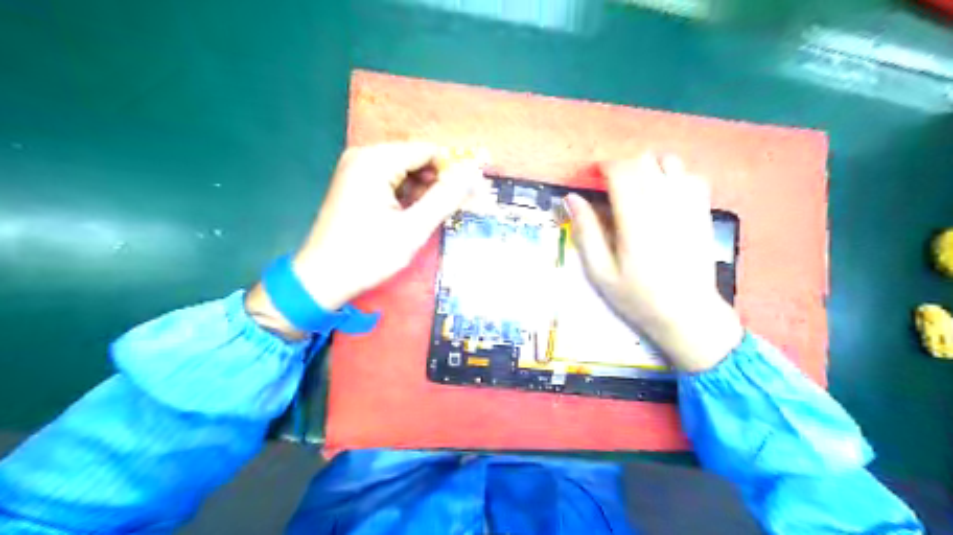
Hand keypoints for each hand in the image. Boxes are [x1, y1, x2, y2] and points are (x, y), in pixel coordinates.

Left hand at [246, 142, 484, 338]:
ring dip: (424, 191)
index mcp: (375, 160)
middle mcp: (364, 156)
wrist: (321, 279)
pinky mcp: (355, 184)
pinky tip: (413, 217)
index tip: (470, 195)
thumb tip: (474, 173)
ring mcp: (357, 169)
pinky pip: (391, 181)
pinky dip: (408, 196)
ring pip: (406, 171)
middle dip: (439, 181)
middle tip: (455, 209)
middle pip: (416, 159)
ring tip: (433, 218)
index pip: (428, 151)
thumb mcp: (413, 228)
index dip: (452, 170)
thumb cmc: (367, 255)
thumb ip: (445, 198)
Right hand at [563, 153, 743, 371]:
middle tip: (612, 187)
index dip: (604, 168)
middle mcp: (663, 204)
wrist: (687, 312)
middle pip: (643, 161)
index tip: (595, 179)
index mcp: (635, 219)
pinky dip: (674, 177)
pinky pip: (691, 176)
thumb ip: (586, 232)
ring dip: (649, 168)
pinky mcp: (702, 211)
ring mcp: (687, 205)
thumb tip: (572, 198)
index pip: (620, 171)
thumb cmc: (638, 296)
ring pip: (668, 162)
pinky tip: (665, 195)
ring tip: (638, 188)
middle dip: (623, 167)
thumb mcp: (601, 272)